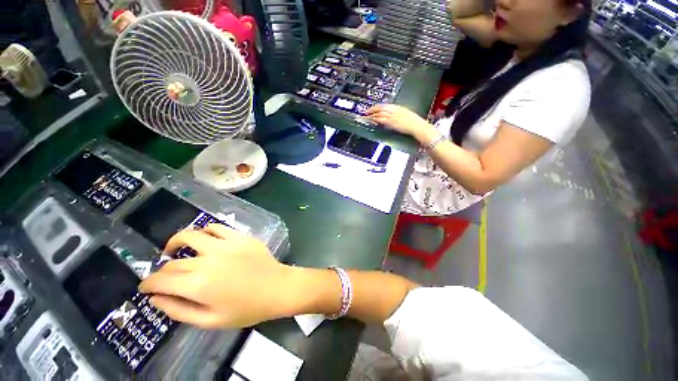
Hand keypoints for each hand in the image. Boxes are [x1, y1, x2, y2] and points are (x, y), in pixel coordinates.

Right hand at [138, 224, 293, 328]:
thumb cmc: (247, 309)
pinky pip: (217, 227)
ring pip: (192, 235)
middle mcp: (209, 259)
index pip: (161, 280)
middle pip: (174, 261)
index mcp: (199, 284)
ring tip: (176, 250)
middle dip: (163, 271)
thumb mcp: (210, 320)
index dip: (148, 284)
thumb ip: (179, 310)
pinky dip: (204, 232)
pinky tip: (204, 240)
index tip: (145, 287)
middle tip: (164, 277)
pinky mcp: (241, 237)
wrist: (278, 288)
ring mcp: (227, 244)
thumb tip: (156, 298)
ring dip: (178, 242)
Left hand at [366, 104, 439, 144]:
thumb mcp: (405, 115)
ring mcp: (393, 116)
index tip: (371, 108)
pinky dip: (376, 119)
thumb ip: (397, 115)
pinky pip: (382, 119)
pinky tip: (372, 120)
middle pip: (380, 108)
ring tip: (365, 117)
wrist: (418, 126)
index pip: (384, 105)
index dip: (376, 106)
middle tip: (365, 112)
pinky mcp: (392, 122)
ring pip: (379, 113)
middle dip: (371, 109)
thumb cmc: (414, 123)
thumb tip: (389, 117)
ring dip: (371, 115)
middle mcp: (395, 110)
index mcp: (398, 107)